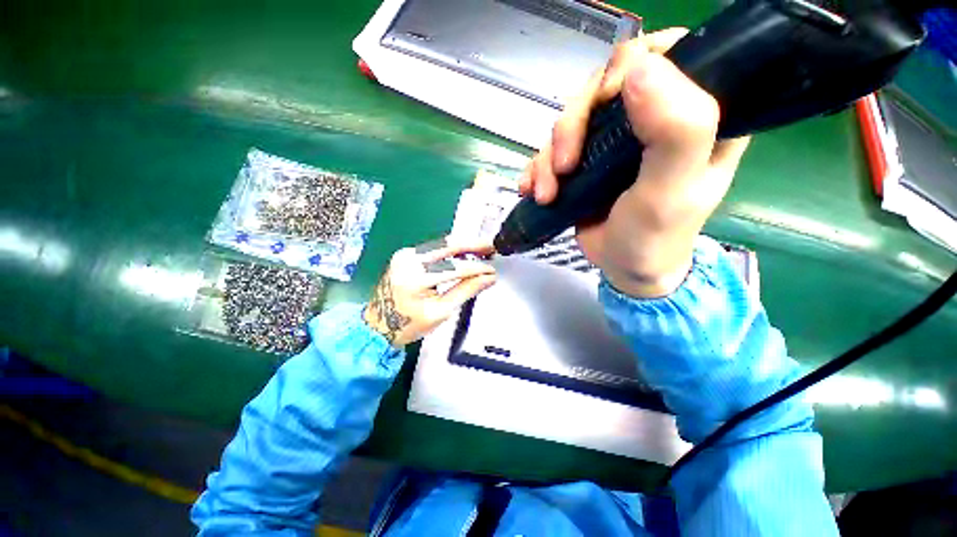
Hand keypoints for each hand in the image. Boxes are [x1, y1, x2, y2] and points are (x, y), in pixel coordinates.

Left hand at [363, 238, 496, 345]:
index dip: (477, 268)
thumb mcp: (441, 311)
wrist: (377, 326)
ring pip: (441, 244)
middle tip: (491, 246)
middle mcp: (408, 259)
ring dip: (462, 246)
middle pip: (447, 245)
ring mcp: (405, 254)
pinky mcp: (405, 254)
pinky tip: (463, 253)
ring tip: (482, 249)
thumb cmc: (408, 325)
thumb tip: (488, 278)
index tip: (493, 270)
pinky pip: (433, 248)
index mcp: (415, 277)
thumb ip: (466, 291)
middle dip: (472, 245)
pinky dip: (450, 250)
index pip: (455, 267)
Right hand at [520, 28, 749, 297]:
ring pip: (572, 119)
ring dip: (549, 156)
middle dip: (574, 125)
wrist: (625, 269)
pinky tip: (533, 190)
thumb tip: (640, 68)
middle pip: (604, 85)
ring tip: (546, 194)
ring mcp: (615, 139)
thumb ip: (675, 131)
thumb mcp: (672, 191)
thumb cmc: (655, 237)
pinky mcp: (587, 159)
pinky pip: (553, 148)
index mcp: (698, 114)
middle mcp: (655, 117)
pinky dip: (538, 168)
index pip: (670, 54)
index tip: (607, 102)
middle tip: (564, 167)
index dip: (632, 65)